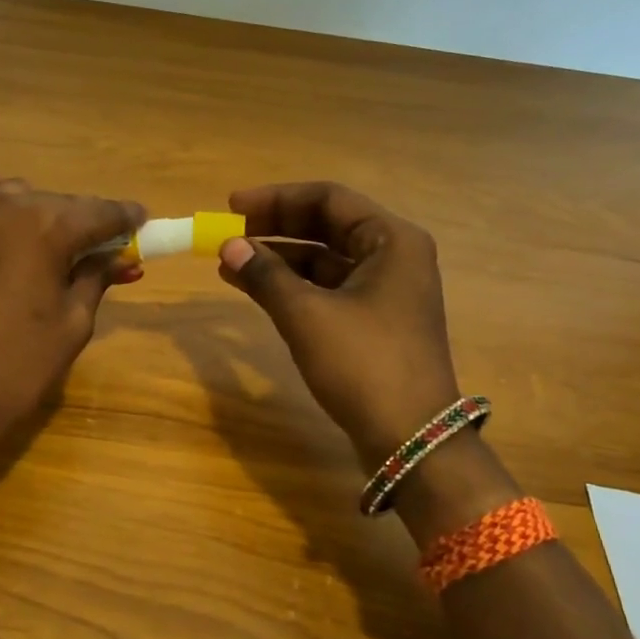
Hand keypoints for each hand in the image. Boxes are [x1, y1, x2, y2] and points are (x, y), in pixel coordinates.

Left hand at [0, 173, 143, 435]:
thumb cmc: (17, 368)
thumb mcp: (73, 324)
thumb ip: (96, 277)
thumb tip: (118, 257)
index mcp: (48, 228)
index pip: (100, 213)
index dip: (125, 218)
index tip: (140, 221)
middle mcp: (5, 206)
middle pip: (57, 204)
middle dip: (82, 221)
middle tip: (96, 246)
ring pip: (11, 196)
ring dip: (35, 211)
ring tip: (44, 239)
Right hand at [216, 182, 461, 465]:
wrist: (410, 439)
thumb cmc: (363, 364)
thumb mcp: (307, 315)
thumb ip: (266, 274)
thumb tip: (229, 245)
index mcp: (391, 240)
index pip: (328, 199)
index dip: (276, 199)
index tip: (232, 207)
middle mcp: (393, 257)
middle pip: (326, 226)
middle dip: (275, 228)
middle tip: (229, 232)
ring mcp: (385, 291)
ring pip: (324, 260)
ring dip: (278, 259)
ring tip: (230, 263)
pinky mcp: (373, 322)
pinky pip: (327, 289)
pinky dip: (292, 286)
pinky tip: (254, 289)